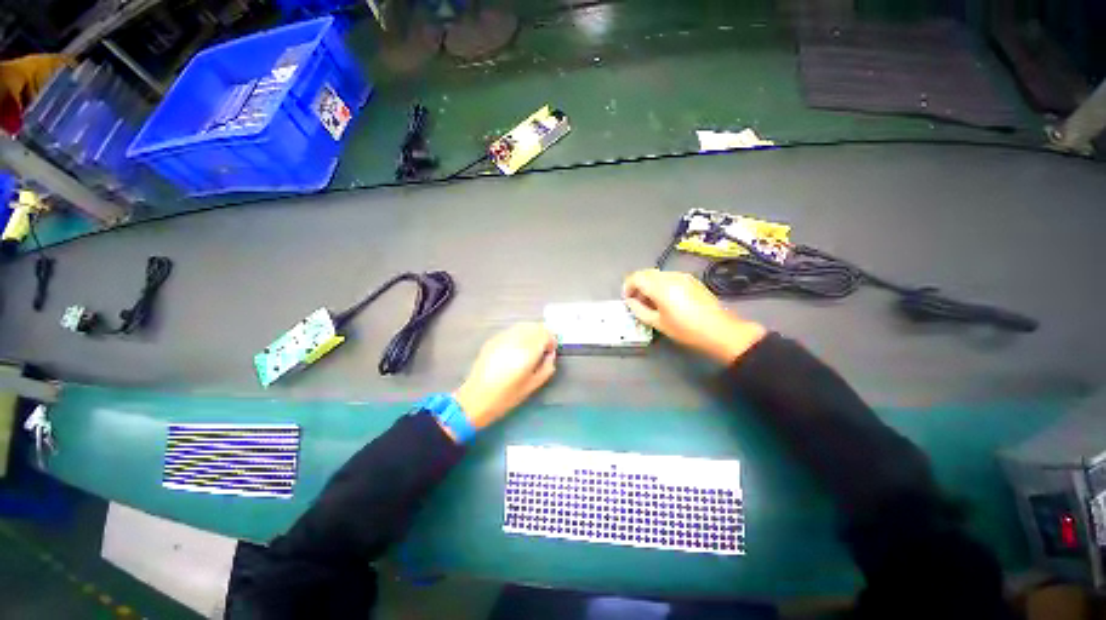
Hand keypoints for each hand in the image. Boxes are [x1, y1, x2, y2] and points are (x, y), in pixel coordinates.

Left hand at [453, 323, 556, 431]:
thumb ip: (547, 366)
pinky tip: (516, 347)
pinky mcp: (493, 339)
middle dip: (542, 334)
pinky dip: (519, 334)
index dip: (551, 340)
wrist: (476, 398)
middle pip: (535, 326)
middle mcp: (515, 340)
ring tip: (531, 346)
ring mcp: (502, 338)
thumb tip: (550, 353)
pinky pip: (511, 331)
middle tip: (543, 347)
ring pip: (523, 326)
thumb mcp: (533, 385)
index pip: (545, 334)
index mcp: (527, 352)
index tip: (551, 349)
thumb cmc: (507, 396)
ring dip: (531, 332)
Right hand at [622, 269, 766, 363]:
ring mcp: (682, 276)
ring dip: (649, 284)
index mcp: (660, 286)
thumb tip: (631, 302)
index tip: (627, 300)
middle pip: (645, 273)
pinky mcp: (691, 280)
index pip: (636, 277)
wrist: (720, 330)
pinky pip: (669, 277)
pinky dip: (660, 284)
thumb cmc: (686, 329)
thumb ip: (639, 310)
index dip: (627, 287)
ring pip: (657, 274)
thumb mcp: (658, 323)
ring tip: (651, 302)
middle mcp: (670, 276)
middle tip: (637, 302)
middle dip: (637, 285)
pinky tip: (665, 300)